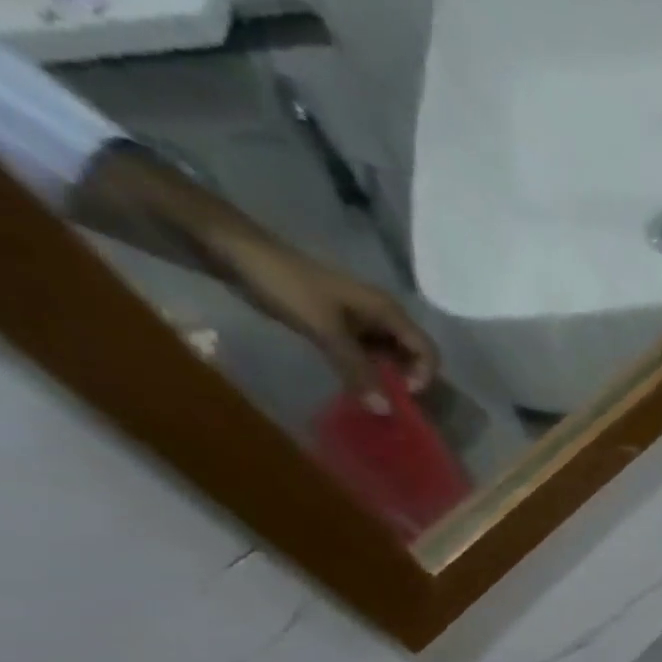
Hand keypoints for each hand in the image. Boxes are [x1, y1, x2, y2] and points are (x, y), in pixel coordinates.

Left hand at [222, 237, 438, 410]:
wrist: (235, 250)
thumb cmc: (286, 284)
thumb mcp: (325, 330)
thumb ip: (357, 370)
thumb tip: (385, 411)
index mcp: (388, 311)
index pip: (427, 351)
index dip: (422, 376)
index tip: (399, 393)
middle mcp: (382, 316)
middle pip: (411, 355)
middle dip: (405, 381)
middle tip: (385, 401)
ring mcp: (361, 320)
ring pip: (388, 356)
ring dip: (383, 378)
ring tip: (368, 397)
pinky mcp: (341, 324)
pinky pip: (366, 353)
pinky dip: (364, 371)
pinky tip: (351, 382)